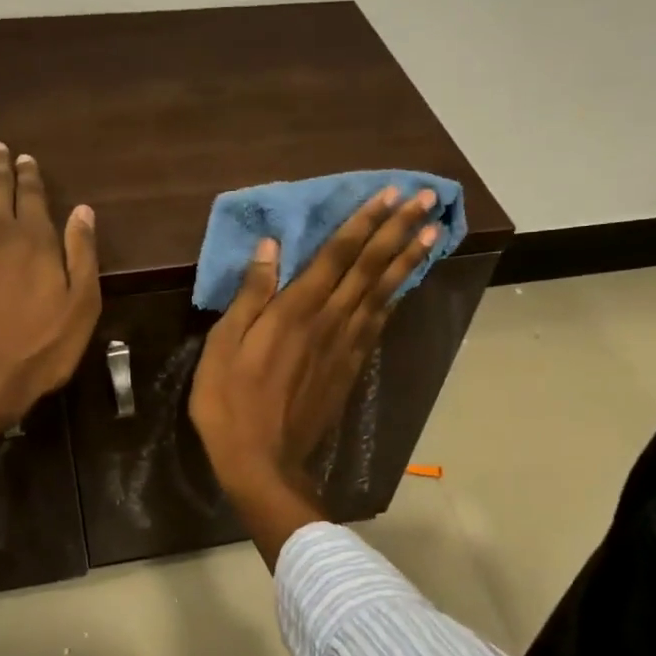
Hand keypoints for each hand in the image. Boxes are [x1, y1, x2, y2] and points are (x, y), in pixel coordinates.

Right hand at [189, 187, 442, 564]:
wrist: (262, 462)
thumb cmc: (230, 404)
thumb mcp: (223, 347)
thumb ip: (250, 296)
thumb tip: (270, 247)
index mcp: (295, 311)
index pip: (337, 255)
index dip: (364, 222)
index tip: (390, 194)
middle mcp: (329, 321)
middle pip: (369, 268)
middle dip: (398, 231)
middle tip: (426, 199)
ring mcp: (345, 346)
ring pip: (382, 294)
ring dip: (407, 260)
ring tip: (432, 232)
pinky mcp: (351, 369)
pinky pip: (378, 325)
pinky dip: (395, 300)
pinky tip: (406, 285)